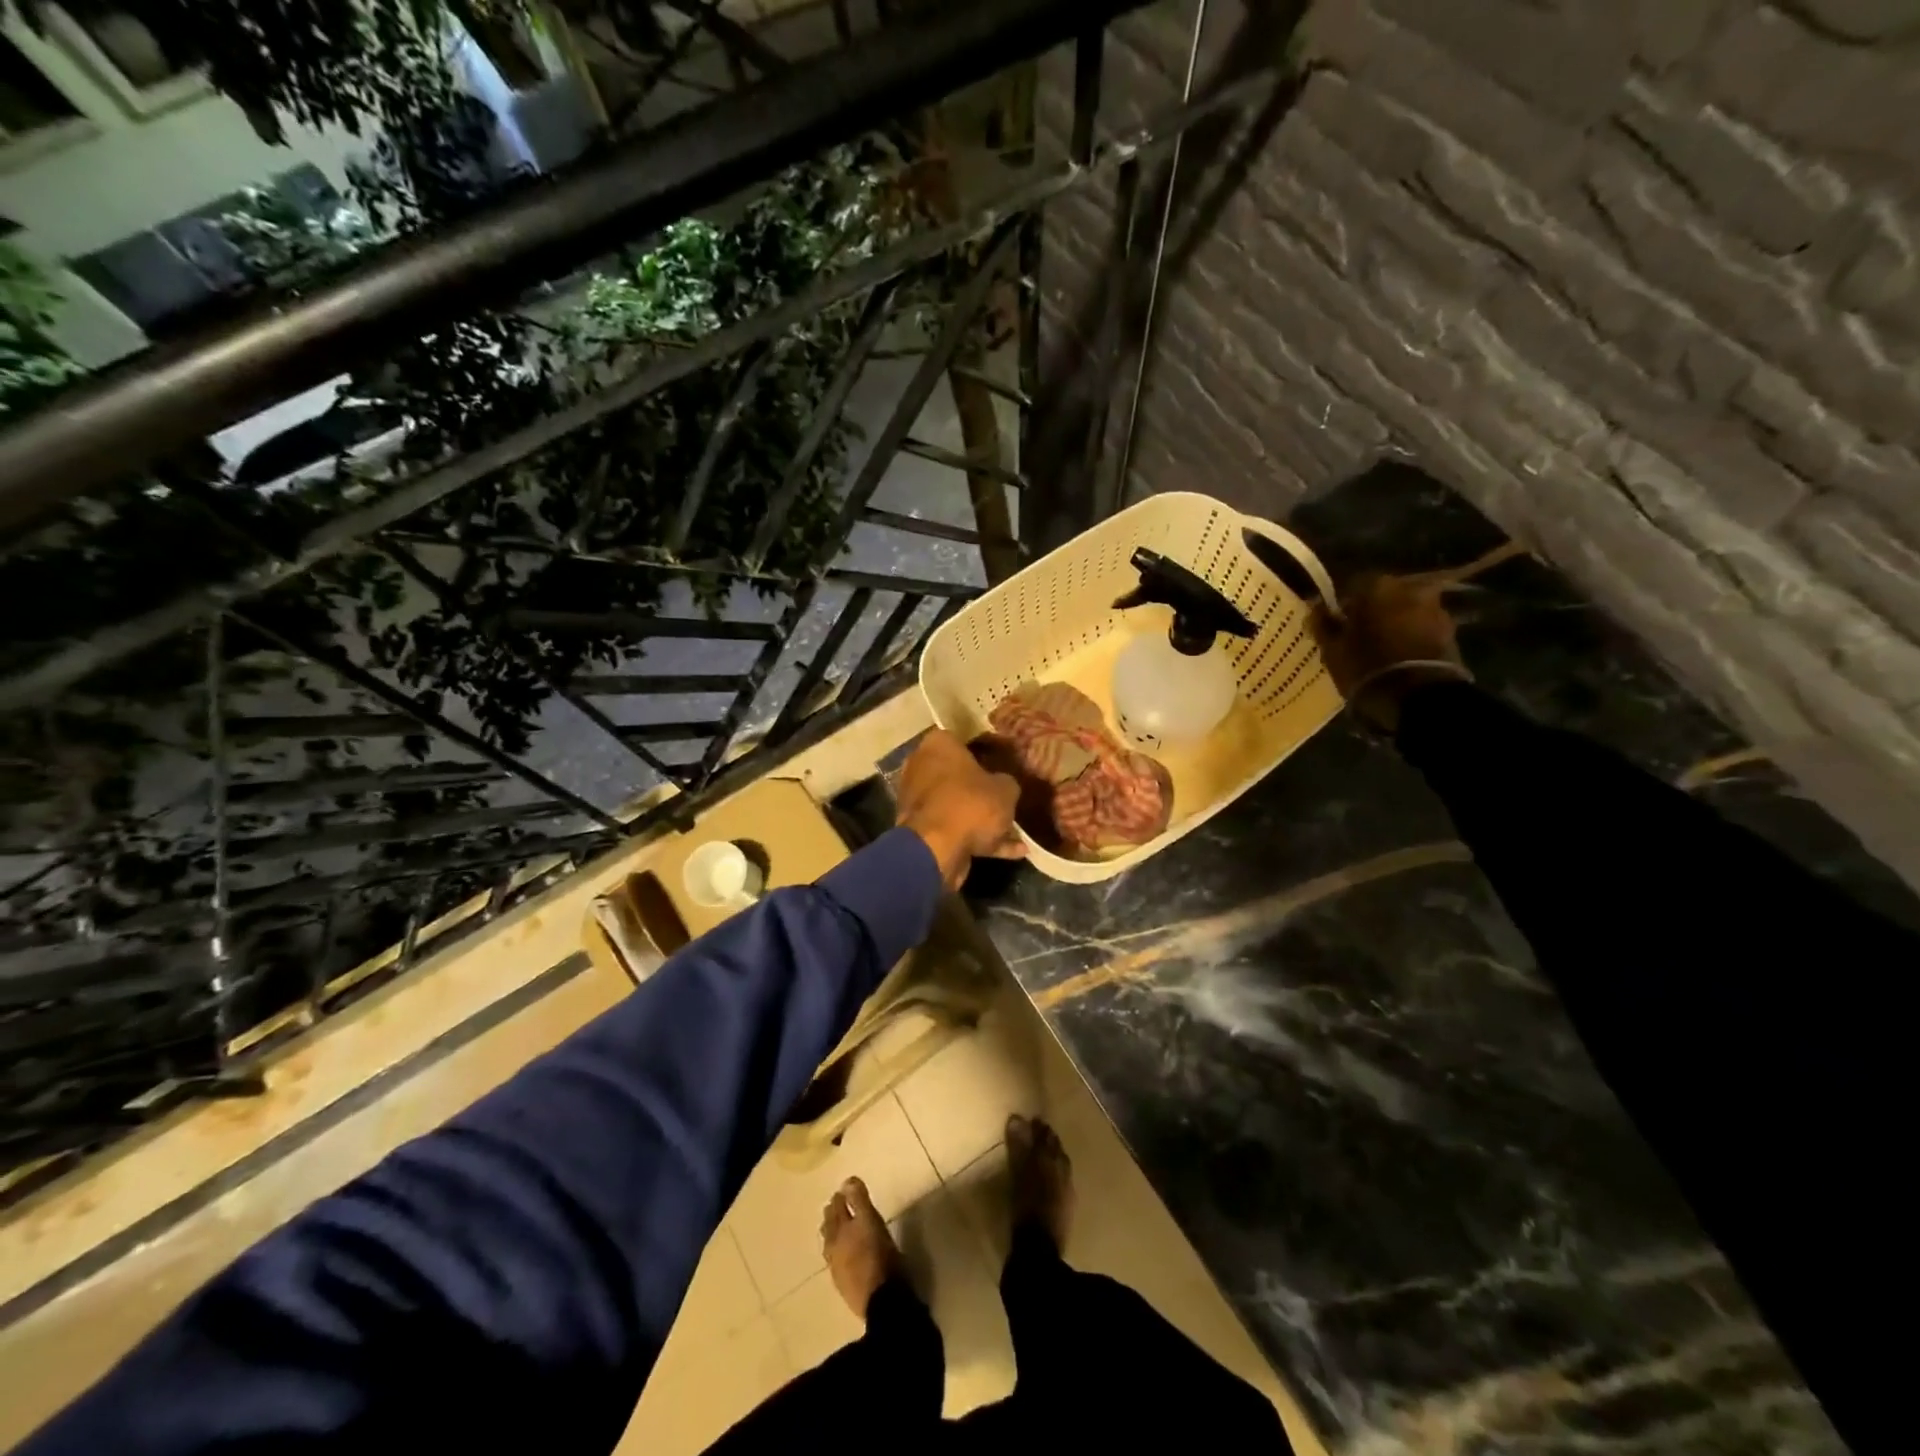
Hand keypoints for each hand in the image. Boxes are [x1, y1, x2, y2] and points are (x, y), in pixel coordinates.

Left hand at [896, 728, 1022, 887]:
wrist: (936, 849)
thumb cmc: (971, 804)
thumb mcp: (1006, 789)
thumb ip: (1006, 782)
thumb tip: (1004, 785)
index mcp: (938, 745)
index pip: (963, 740)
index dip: (986, 753)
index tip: (1003, 765)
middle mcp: (921, 766)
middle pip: (958, 775)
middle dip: (981, 790)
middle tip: (1007, 801)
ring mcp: (917, 799)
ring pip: (956, 805)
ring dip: (982, 819)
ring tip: (1015, 833)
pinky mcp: (919, 829)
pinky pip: (954, 829)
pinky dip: (978, 839)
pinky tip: (1011, 852)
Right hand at [1315, 572, 1466, 730]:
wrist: (1419, 697)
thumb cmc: (1366, 667)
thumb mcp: (1332, 650)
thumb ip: (1323, 625)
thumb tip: (1316, 608)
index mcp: (1377, 587)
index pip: (1353, 585)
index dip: (1343, 605)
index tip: (1336, 624)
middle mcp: (1410, 588)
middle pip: (1384, 596)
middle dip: (1372, 612)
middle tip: (1359, 637)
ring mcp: (1435, 609)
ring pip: (1405, 612)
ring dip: (1394, 624)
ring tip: (1381, 650)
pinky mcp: (1451, 632)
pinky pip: (1422, 629)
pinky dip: (1411, 637)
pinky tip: (1400, 657)